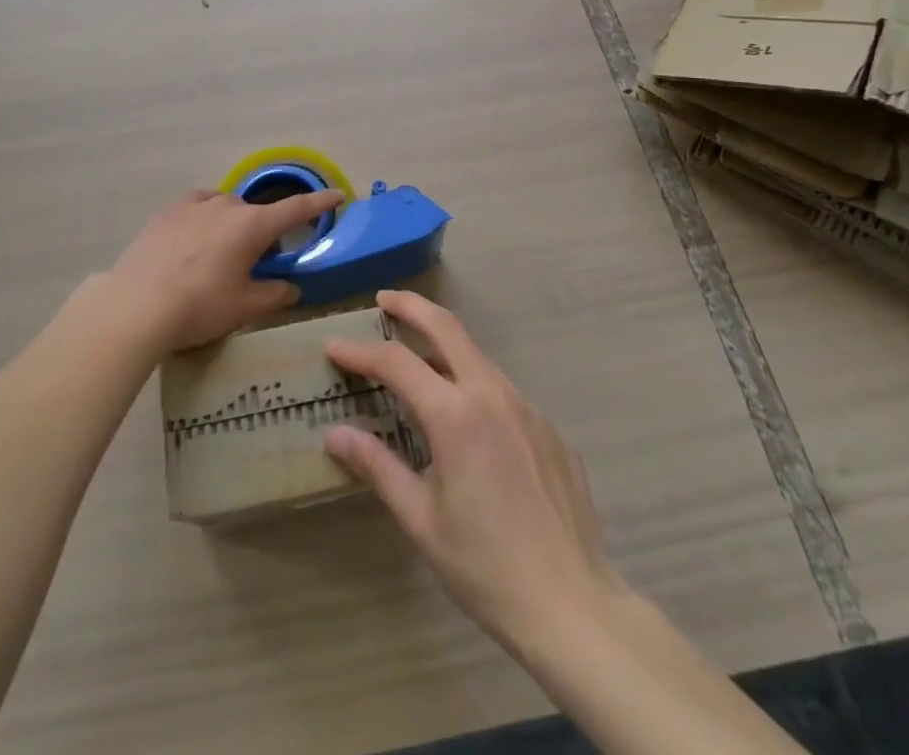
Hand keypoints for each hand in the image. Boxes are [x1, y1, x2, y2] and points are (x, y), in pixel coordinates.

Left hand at [105, 187, 345, 353]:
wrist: (136, 305)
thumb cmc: (200, 307)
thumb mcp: (245, 308)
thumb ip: (275, 295)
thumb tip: (290, 287)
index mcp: (253, 226)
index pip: (297, 209)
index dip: (321, 202)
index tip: (339, 194)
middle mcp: (227, 206)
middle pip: (256, 213)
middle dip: (263, 233)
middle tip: (255, 263)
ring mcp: (194, 205)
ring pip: (225, 207)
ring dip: (232, 224)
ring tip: (220, 253)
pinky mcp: (167, 212)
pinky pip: (198, 206)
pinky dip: (206, 216)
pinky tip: (196, 234)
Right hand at [323, 290, 618, 654]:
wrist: (574, 607)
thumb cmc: (486, 568)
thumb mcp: (421, 521)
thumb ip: (378, 467)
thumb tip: (335, 434)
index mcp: (456, 416)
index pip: (397, 362)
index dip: (361, 351)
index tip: (334, 345)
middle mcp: (492, 395)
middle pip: (447, 327)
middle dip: (411, 306)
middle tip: (383, 300)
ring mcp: (527, 408)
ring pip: (477, 358)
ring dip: (443, 348)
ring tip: (417, 361)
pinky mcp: (549, 428)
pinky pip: (503, 393)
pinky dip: (474, 387)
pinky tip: (467, 422)